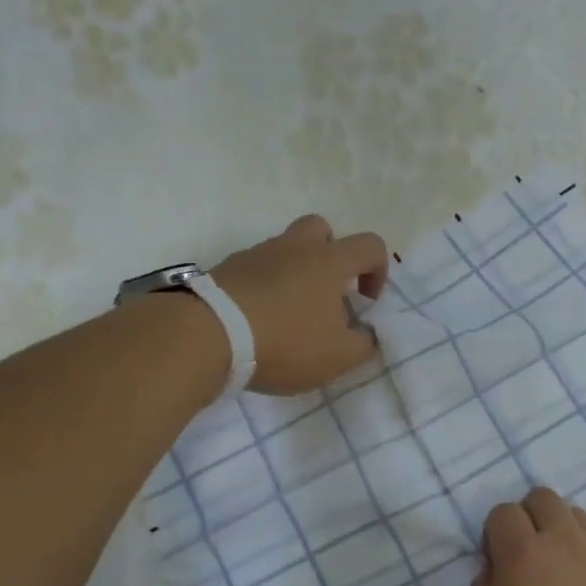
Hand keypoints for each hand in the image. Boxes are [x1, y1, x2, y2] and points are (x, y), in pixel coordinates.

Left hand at [210, 214, 388, 395]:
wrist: (208, 335)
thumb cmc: (285, 341)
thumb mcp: (338, 356)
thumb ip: (364, 343)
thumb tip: (367, 333)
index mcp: (330, 261)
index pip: (370, 245)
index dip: (378, 270)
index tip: (366, 301)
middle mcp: (295, 247)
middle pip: (321, 229)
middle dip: (331, 254)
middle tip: (327, 292)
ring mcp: (257, 254)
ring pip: (285, 250)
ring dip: (294, 273)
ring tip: (289, 315)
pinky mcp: (226, 269)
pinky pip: (255, 270)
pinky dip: (263, 287)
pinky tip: (258, 320)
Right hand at [469, 487, 585, 585]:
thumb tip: (494, 570)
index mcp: (521, 553)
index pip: (503, 512)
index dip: (494, 534)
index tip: (495, 564)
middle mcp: (560, 540)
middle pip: (541, 497)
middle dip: (526, 516)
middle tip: (522, 555)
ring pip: (572, 511)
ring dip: (556, 526)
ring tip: (552, 564)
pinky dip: (579, 546)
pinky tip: (576, 582)